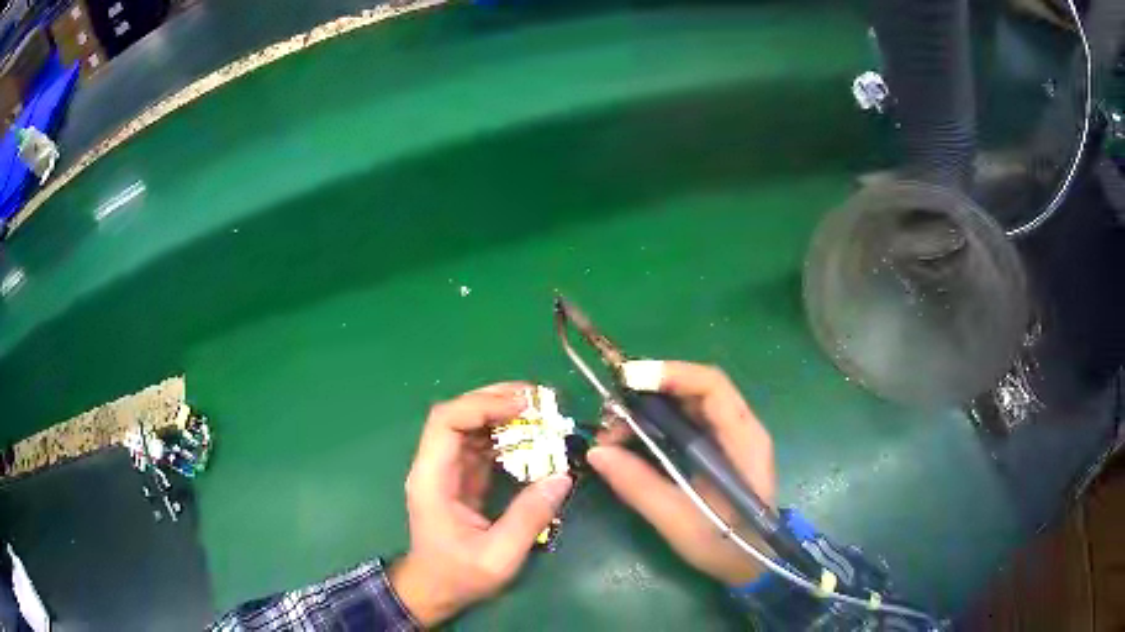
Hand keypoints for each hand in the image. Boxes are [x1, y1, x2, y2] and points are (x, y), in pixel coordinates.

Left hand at [389, 383, 573, 626]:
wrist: (434, 590)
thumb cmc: (459, 576)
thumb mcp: (498, 557)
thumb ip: (528, 518)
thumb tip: (562, 477)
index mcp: (432, 480)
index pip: (446, 422)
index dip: (482, 405)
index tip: (524, 407)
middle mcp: (435, 466)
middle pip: (457, 414)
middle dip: (496, 400)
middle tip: (540, 399)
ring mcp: (447, 470)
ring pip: (469, 425)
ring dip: (502, 412)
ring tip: (541, 410)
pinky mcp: (461, 477)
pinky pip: (481, 444)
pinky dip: (506, 434)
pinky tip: (531, 436)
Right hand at [588, 361, 775, 585]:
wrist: (750, 564)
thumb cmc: (724, 545)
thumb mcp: (678, 521)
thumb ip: (639, 486)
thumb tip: (597, 452)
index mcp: (743, 440)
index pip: (711, 386)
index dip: (671, 374)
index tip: (627, 381)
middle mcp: (739, 428)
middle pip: (696, 388)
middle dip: (650, 391)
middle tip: (610, 412)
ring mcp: (729, 437)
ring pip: (687, 403)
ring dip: (649, 408)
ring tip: (614, 430)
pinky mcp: (717, 448)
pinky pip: (685, 421)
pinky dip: (656, 423)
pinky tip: (632, 438)